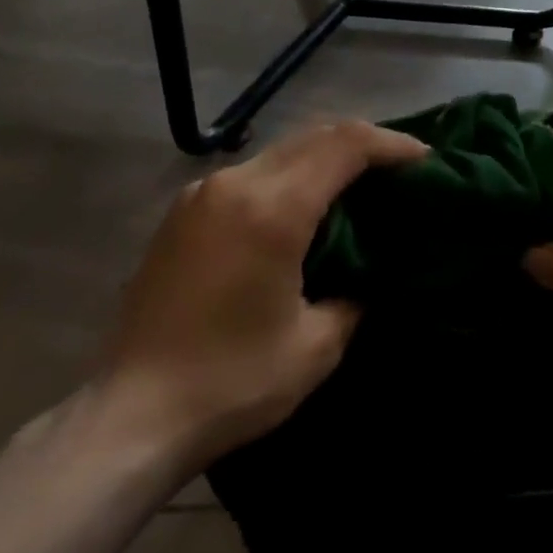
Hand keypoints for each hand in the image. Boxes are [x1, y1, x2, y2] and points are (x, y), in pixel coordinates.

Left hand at [88, 120, 425, 473]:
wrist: (129, 416)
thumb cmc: (230, 383)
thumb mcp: (314, 348)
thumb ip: (354, 296)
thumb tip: (368, 273)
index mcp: (273, 208)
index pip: (345, 146)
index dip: (391, 144)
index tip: (424, 158)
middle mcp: (237, 182)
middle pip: (315, 136)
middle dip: (363, 143)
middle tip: (398, 168)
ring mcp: (204, 192)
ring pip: (282, 150)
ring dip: (324, 156)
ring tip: (357, 184)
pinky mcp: (184, 209)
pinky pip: (252, 172)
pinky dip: (289, 174)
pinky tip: (302, 206)